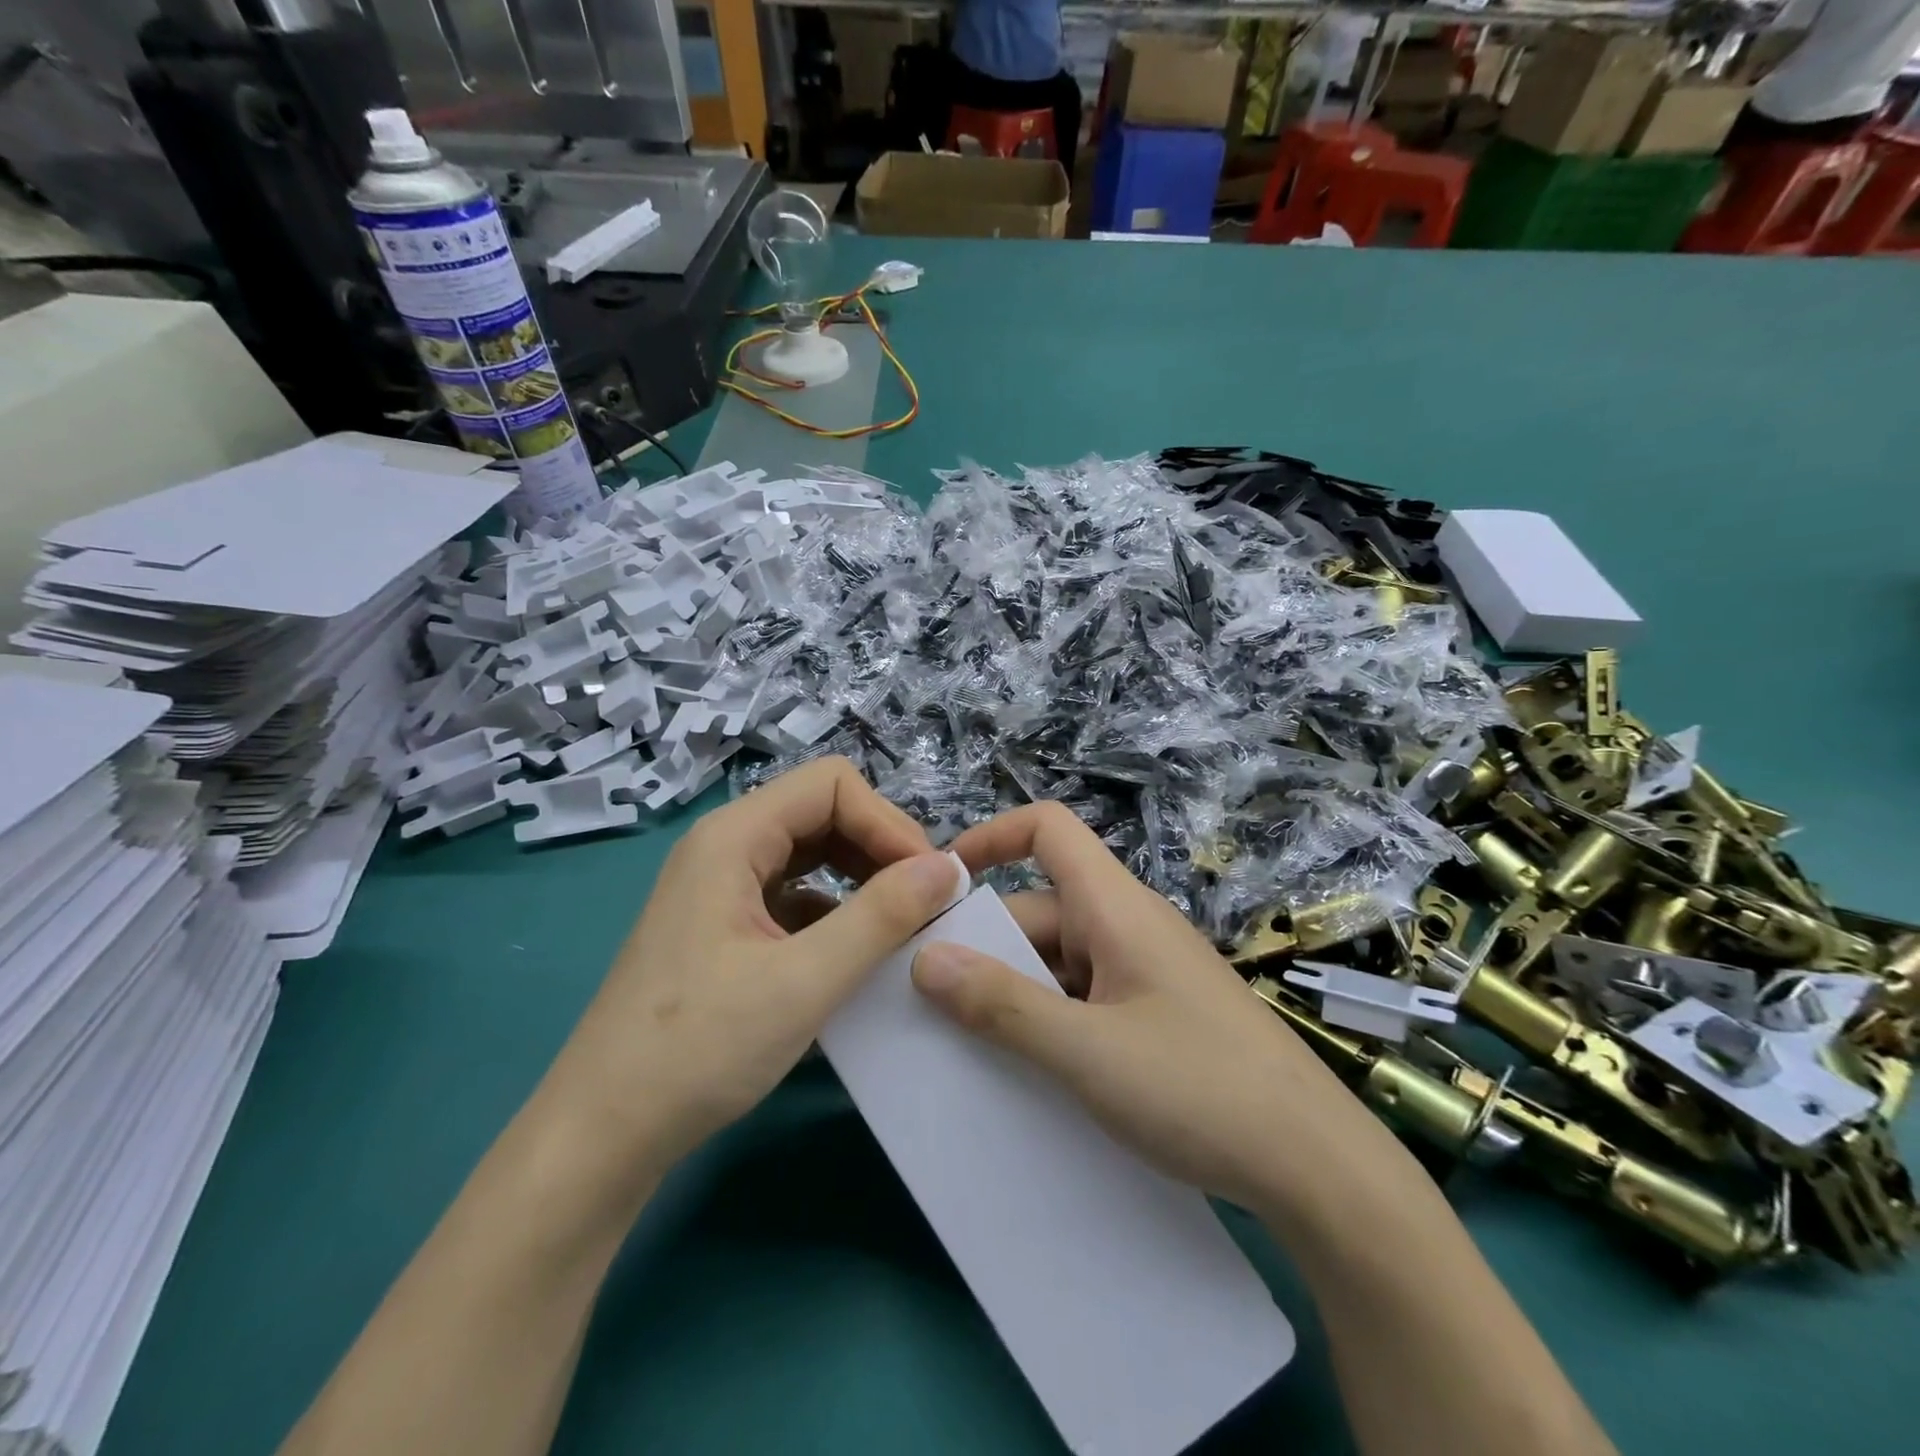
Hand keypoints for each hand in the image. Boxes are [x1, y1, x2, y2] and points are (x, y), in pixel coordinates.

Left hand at [544, 757, 964, 1180]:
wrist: (603, 1135)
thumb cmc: (698, 1049)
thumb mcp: (804, 981)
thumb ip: (882, 917)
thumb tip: (949, 868)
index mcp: (734, 837)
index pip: (832, 785)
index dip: (887, 822)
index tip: (928, 880)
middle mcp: (726, 847)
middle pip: (822, 812)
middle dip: (880, 848)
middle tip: (924, 903)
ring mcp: (722, 887)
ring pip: (811, 854)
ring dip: (862, 879)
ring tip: (902, 925)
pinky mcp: (725, 927)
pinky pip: (794, 895)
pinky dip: (836, 912)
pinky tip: (857, 955)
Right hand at [911, 802, 1399, 1216]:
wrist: (1319, 1169)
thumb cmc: (1200, 1089)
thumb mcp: (1087, 1052)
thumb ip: (1003, 1007)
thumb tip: (925, 958)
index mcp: (1116, 908)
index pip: (1049, 829)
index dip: (991, 836)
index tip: (940, 883)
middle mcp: (1129, 927)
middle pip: (1040, 908)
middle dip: (984, 945)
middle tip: (927, 1002)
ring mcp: (1146, 973)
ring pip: (1060, 960)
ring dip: (1014, 991)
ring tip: (962, 1045)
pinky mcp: (1158, 1015)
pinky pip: (1085, 997)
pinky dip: (1048, 1019)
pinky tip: (1024, 1070)